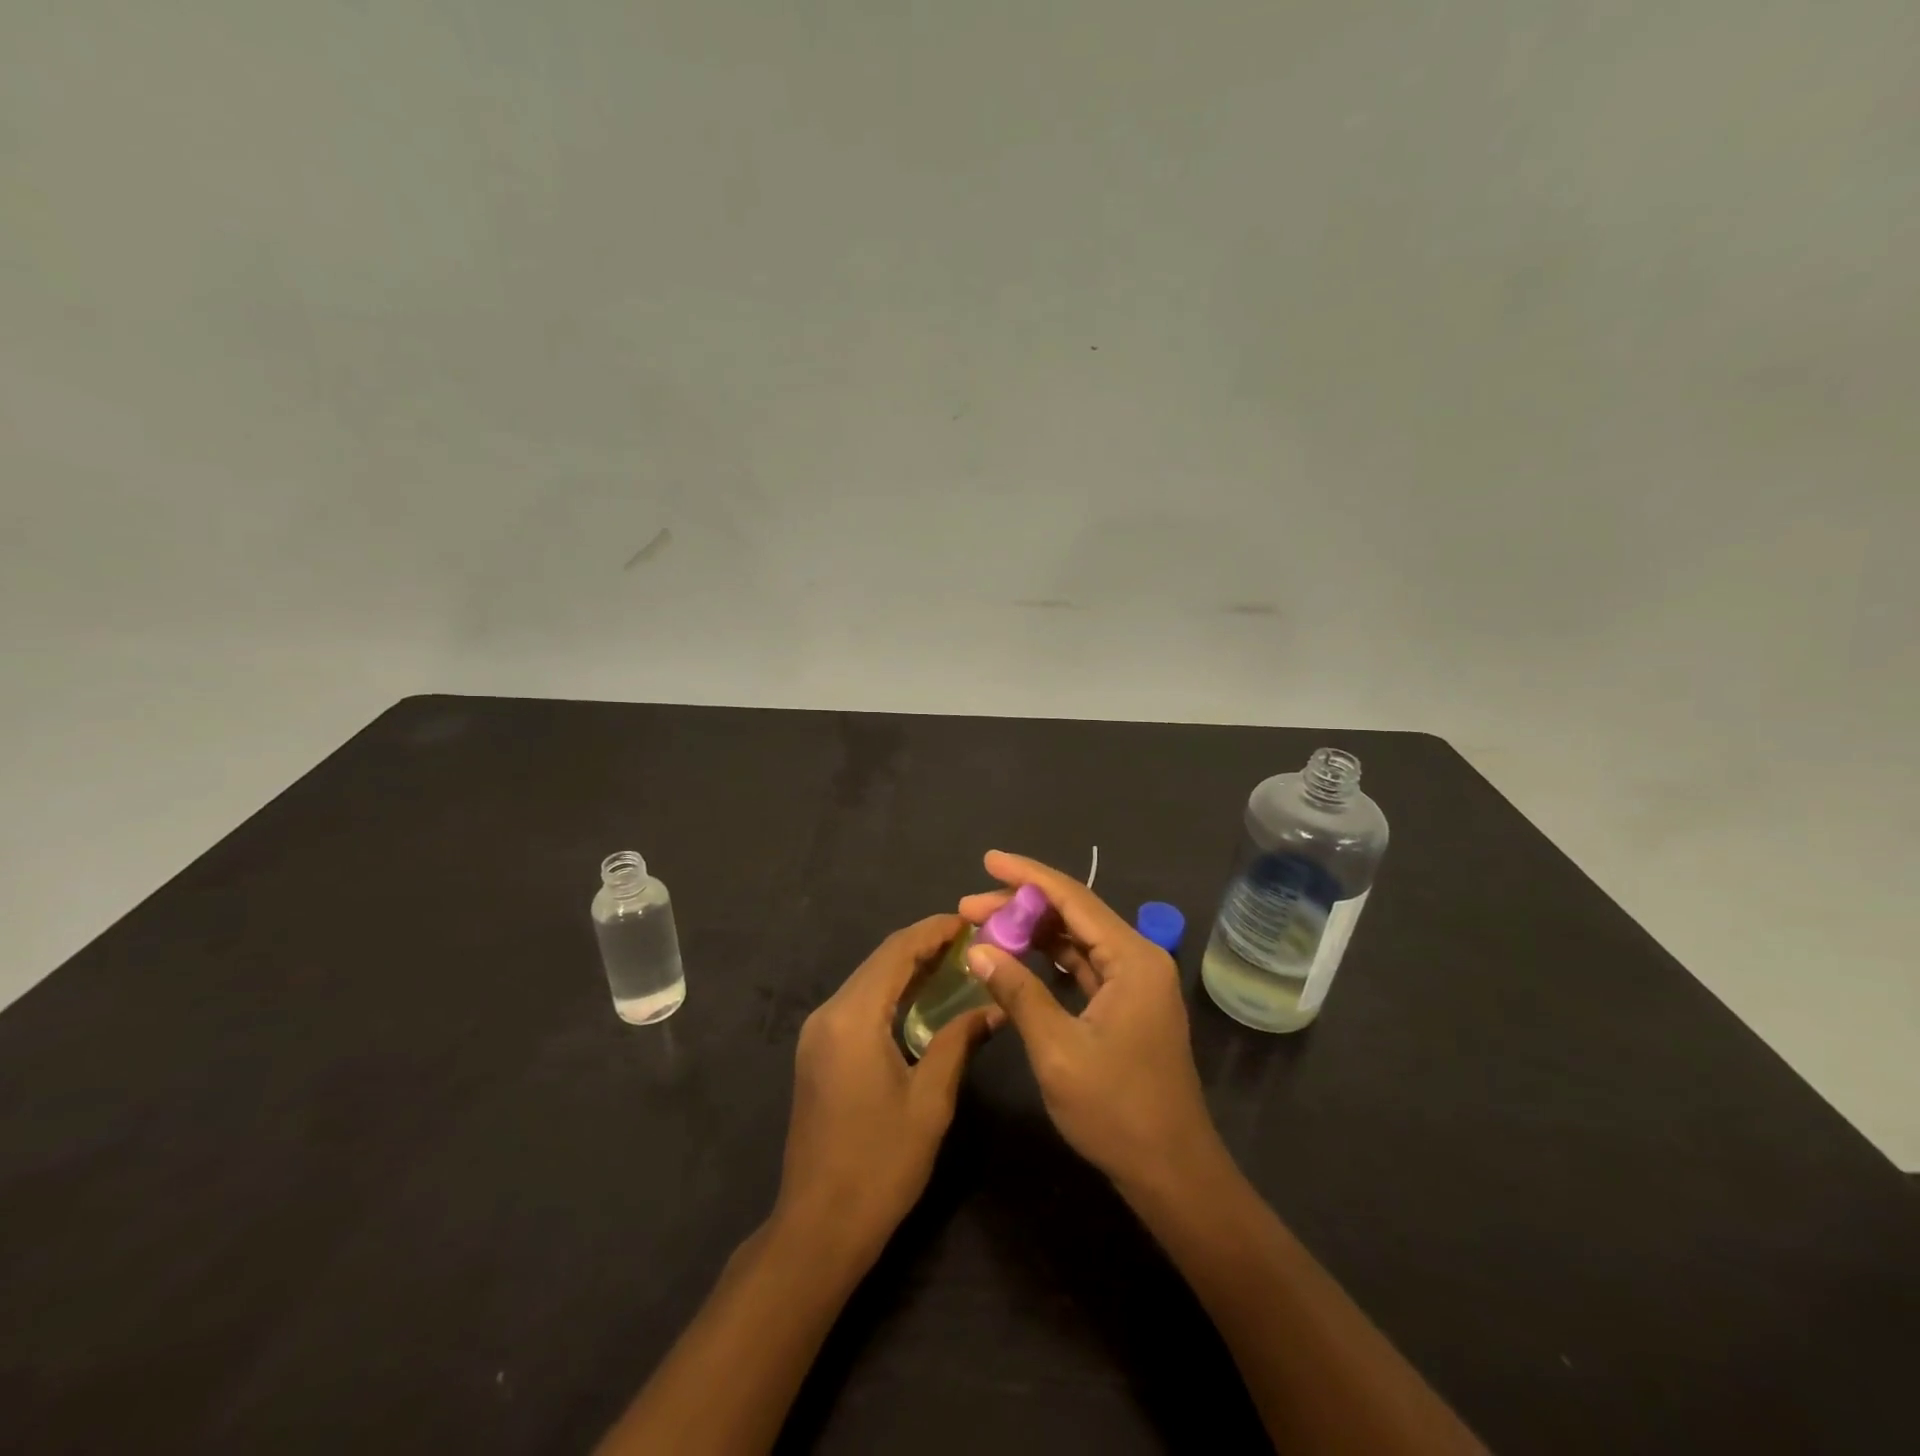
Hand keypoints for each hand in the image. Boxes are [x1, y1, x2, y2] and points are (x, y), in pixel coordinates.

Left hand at [775, 914, 999, 1269]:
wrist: (818, 1227)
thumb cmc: (880, 1164)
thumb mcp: (930, 1101)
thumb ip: (958, 1043)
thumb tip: (991, 1009)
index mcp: (853, 1017)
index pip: (896, 952)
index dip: (933, 931)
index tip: (969, 921)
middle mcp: (828, 1014)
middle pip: (879, 962)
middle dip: (923, 945)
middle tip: (969, 941)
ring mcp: (818, 1033)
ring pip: (868, 981)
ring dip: (907, 968)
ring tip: (953, 962)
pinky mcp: (817, 1052)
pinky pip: (859, 1004)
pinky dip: (891, 993)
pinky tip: (921, 999)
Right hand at [958, 851, 1223, 1199]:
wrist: (1172, 1172)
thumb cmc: (1117, 1111)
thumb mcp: (1057, 1049)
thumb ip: (1018, 991)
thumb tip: (979, 950)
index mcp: (1132, 959)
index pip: (1073, 898)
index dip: (1027, 876)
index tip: (988, 860)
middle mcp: (1138, 958)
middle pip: (1074, 914)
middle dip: (1021, 905)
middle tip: (969, 906)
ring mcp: (1134, 981)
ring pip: (1077, 939)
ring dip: (1033, 931)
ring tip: (984, 926)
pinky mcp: (1126, 1004)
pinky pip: (1083, 965)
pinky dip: (1049, 958)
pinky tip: (1017, 956)